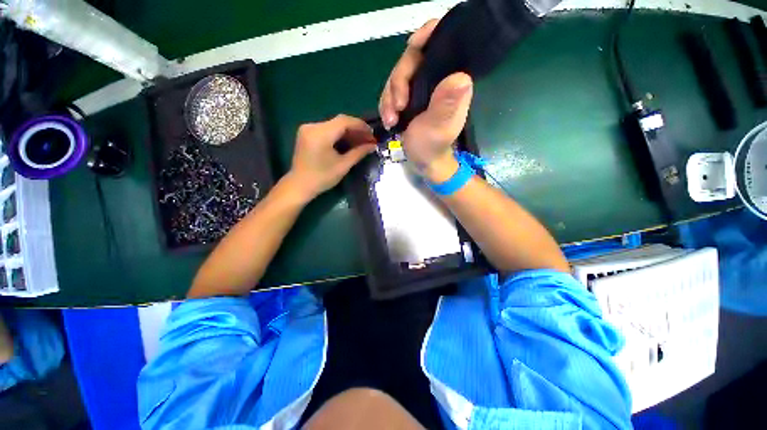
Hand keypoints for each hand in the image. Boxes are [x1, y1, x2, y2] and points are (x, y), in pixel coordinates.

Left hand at [285, 114, 376, 201]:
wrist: (300, 185)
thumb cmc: (322, 178)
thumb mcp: (343, 165)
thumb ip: (359, 152)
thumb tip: (373, 145)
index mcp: (320, 134)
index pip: (344, 121)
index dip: (360, 126)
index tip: (372, 134)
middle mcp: (312, 126)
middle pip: (339, 122)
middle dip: (356, 129)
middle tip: (369, 139)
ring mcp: (308, 129)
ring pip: (334, 125)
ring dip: (348, 132)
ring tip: (361, 142)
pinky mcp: (307, 133)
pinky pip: (327, 129)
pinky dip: (339, 135)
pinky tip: (349, 142)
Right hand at [378, 19, 473, 182]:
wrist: (423, 162)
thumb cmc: (432, 147)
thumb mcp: (438, 128)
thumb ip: (446, 104)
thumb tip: (461, 77)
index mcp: (451, 81)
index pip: (441, 42)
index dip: (427, 36)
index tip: (412, 47)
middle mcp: (438, 79)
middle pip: (412, 60)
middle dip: (398, 83)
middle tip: (396, 109)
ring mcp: (422, 88)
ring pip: (398, 77)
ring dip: (388, 98)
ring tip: (390, 120)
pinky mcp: (410, 98)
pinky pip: (392, 91)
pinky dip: (386, 105)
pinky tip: (389, 120)